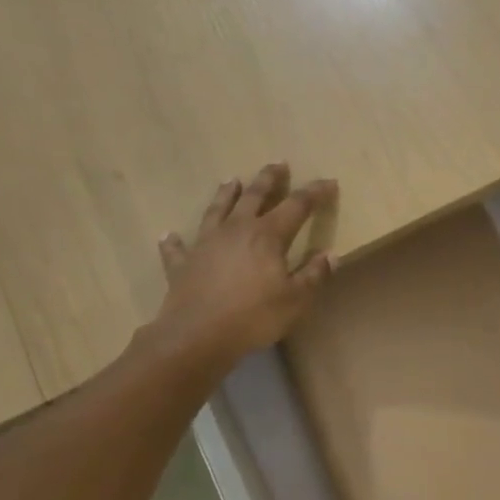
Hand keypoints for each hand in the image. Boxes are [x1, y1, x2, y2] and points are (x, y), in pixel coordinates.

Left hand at [142, 163, 337, 374]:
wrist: (197, 336)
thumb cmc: (254, 317)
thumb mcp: (296, 300)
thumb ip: (314, 275)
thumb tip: (330, 255)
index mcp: (267, 235)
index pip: (297, 206)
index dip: (315, 193)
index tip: (329, 183)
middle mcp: (236, 230)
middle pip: (254, 196)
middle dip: (269, 179)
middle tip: (278, 164)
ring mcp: (205, 244)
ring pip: (217, 210)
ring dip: (226, 194)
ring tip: (232, 180)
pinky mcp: (182, 263)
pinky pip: (178, 247)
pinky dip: (174, 240)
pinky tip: (169, 234)